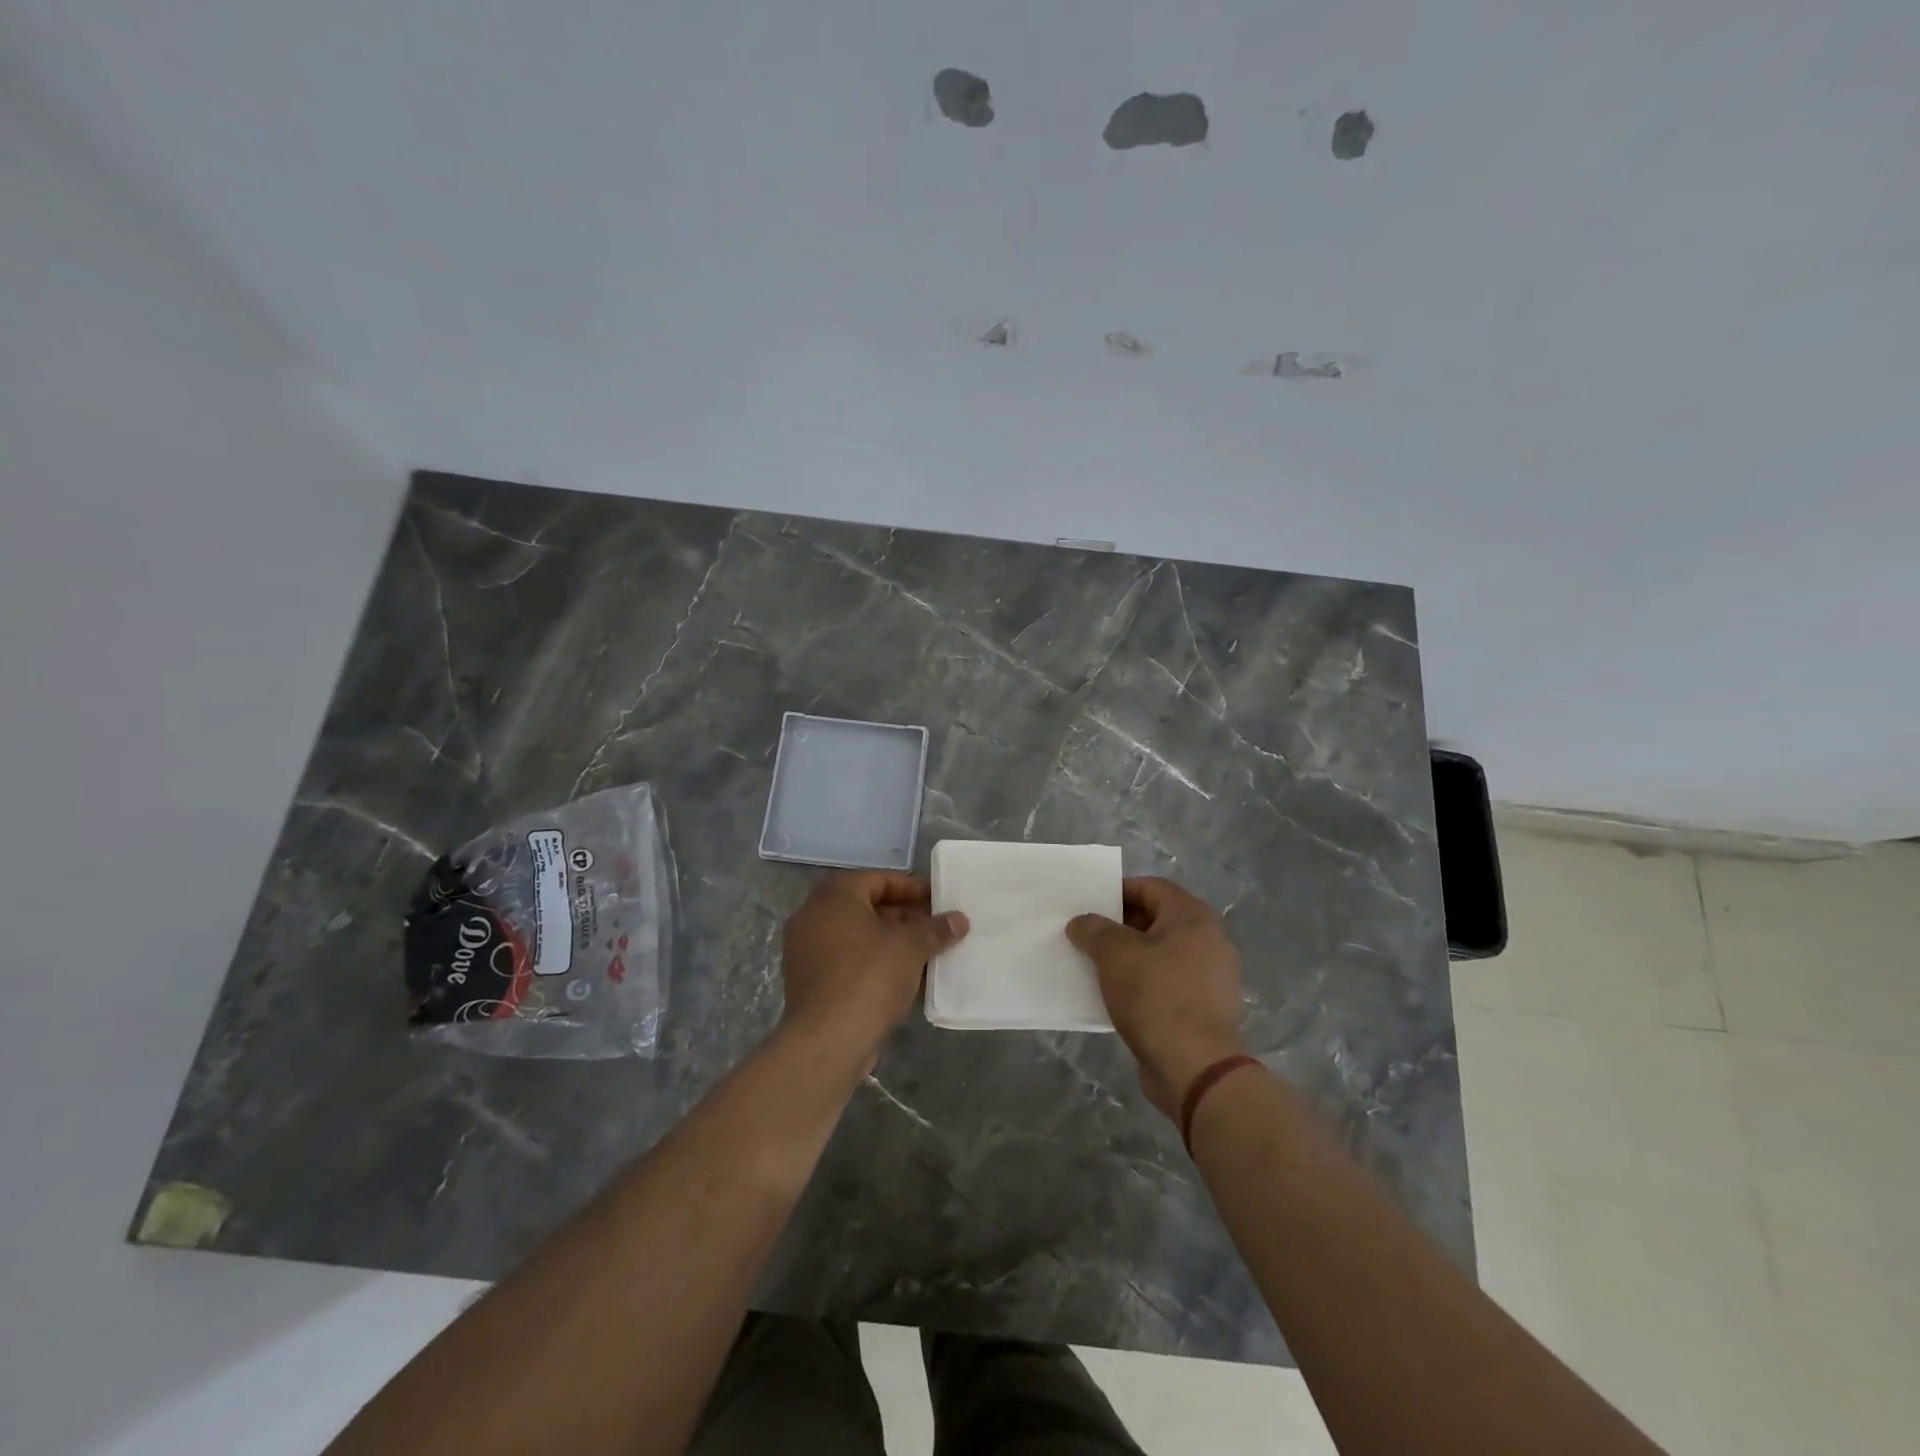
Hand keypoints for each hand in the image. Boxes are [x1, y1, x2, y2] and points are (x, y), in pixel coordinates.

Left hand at [779, 872, 968, 1068]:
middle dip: (905, 916)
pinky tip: (905, 978)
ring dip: (892, 942)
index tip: (940, 900)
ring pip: (859, 937)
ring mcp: (807, 951)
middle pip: (868, 907)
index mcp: (834, 896)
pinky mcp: (810, 982)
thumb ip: (935, 929)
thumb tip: (959, 919)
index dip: (913, 888)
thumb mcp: (911, 947)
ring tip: (928, 952)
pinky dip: (875, 963)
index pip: (879, 879)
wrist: (827, 1041)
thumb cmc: (869, 976)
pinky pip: (849, 961)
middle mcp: (814, 916)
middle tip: (938, 927)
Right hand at [1066, 877, 1245, 1118]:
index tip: (1089, 906)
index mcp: (1193, 917)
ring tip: (1096, 967)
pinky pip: (1168, 984)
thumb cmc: (1156, 997)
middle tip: (1087, 936)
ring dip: (1130, 958)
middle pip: (1157, 920)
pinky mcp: (1205, 1009)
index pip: (1151, 887)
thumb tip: (1081, 922)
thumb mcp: (1114, 954)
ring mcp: (1211, 977)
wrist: (1195, 1068)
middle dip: (1120, 926)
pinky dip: (1143, 984)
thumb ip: (1094, 930)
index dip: (1117, 892)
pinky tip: (1116, 997)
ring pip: (1161, 954)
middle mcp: (1209, 940)